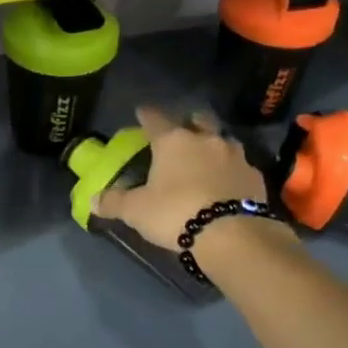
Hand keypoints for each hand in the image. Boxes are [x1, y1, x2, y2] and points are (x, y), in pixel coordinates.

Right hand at [91, 106, 271, 250]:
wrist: (233, 235)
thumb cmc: (176, 213)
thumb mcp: (137, 211)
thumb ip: (115, 202)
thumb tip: (92, 200)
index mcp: (174, 141)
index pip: (155, 119)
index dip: (146, 115)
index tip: (141, 112)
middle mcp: (206, 140)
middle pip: (198, 120)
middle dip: (190, 122)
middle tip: (182, 130)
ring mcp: (236, 156)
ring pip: (222, 141)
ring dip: (213, 146)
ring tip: (206, 159)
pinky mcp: (255, 177)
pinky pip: (239, 167)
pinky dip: (230, 171)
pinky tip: (225, 184)